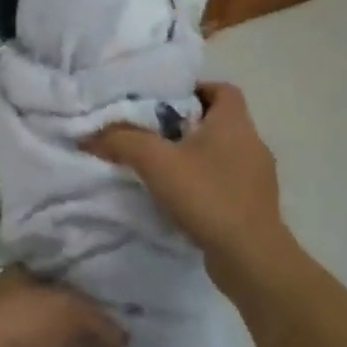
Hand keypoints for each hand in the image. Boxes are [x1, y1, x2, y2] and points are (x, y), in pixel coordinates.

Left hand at [0, 268, 125, 346]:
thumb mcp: (66, 307)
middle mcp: (4, 318)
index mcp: (13, 286)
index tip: (102, 304)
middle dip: (70, 339)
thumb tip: (122, 336)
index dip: (72, 290)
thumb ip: (96, 319)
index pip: (44, 282)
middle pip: (43, 326)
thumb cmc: (19, 323)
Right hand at [83, 82, 293, 281]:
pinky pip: (226, 182)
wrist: (251, 258)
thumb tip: (89, 136)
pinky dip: (204, 183)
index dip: (194, 89)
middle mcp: (252, 143)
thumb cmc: (207, 195)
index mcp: (235, 123)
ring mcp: (257, 178)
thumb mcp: (155, 161)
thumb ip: (121, 141)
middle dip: (186, 124)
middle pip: (218, 121)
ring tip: (161, 166)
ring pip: (222, 153)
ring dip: (194, 156)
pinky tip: (180, 197)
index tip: (163, 101)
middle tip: (151, 132)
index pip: (221, 89)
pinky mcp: (254, 206)